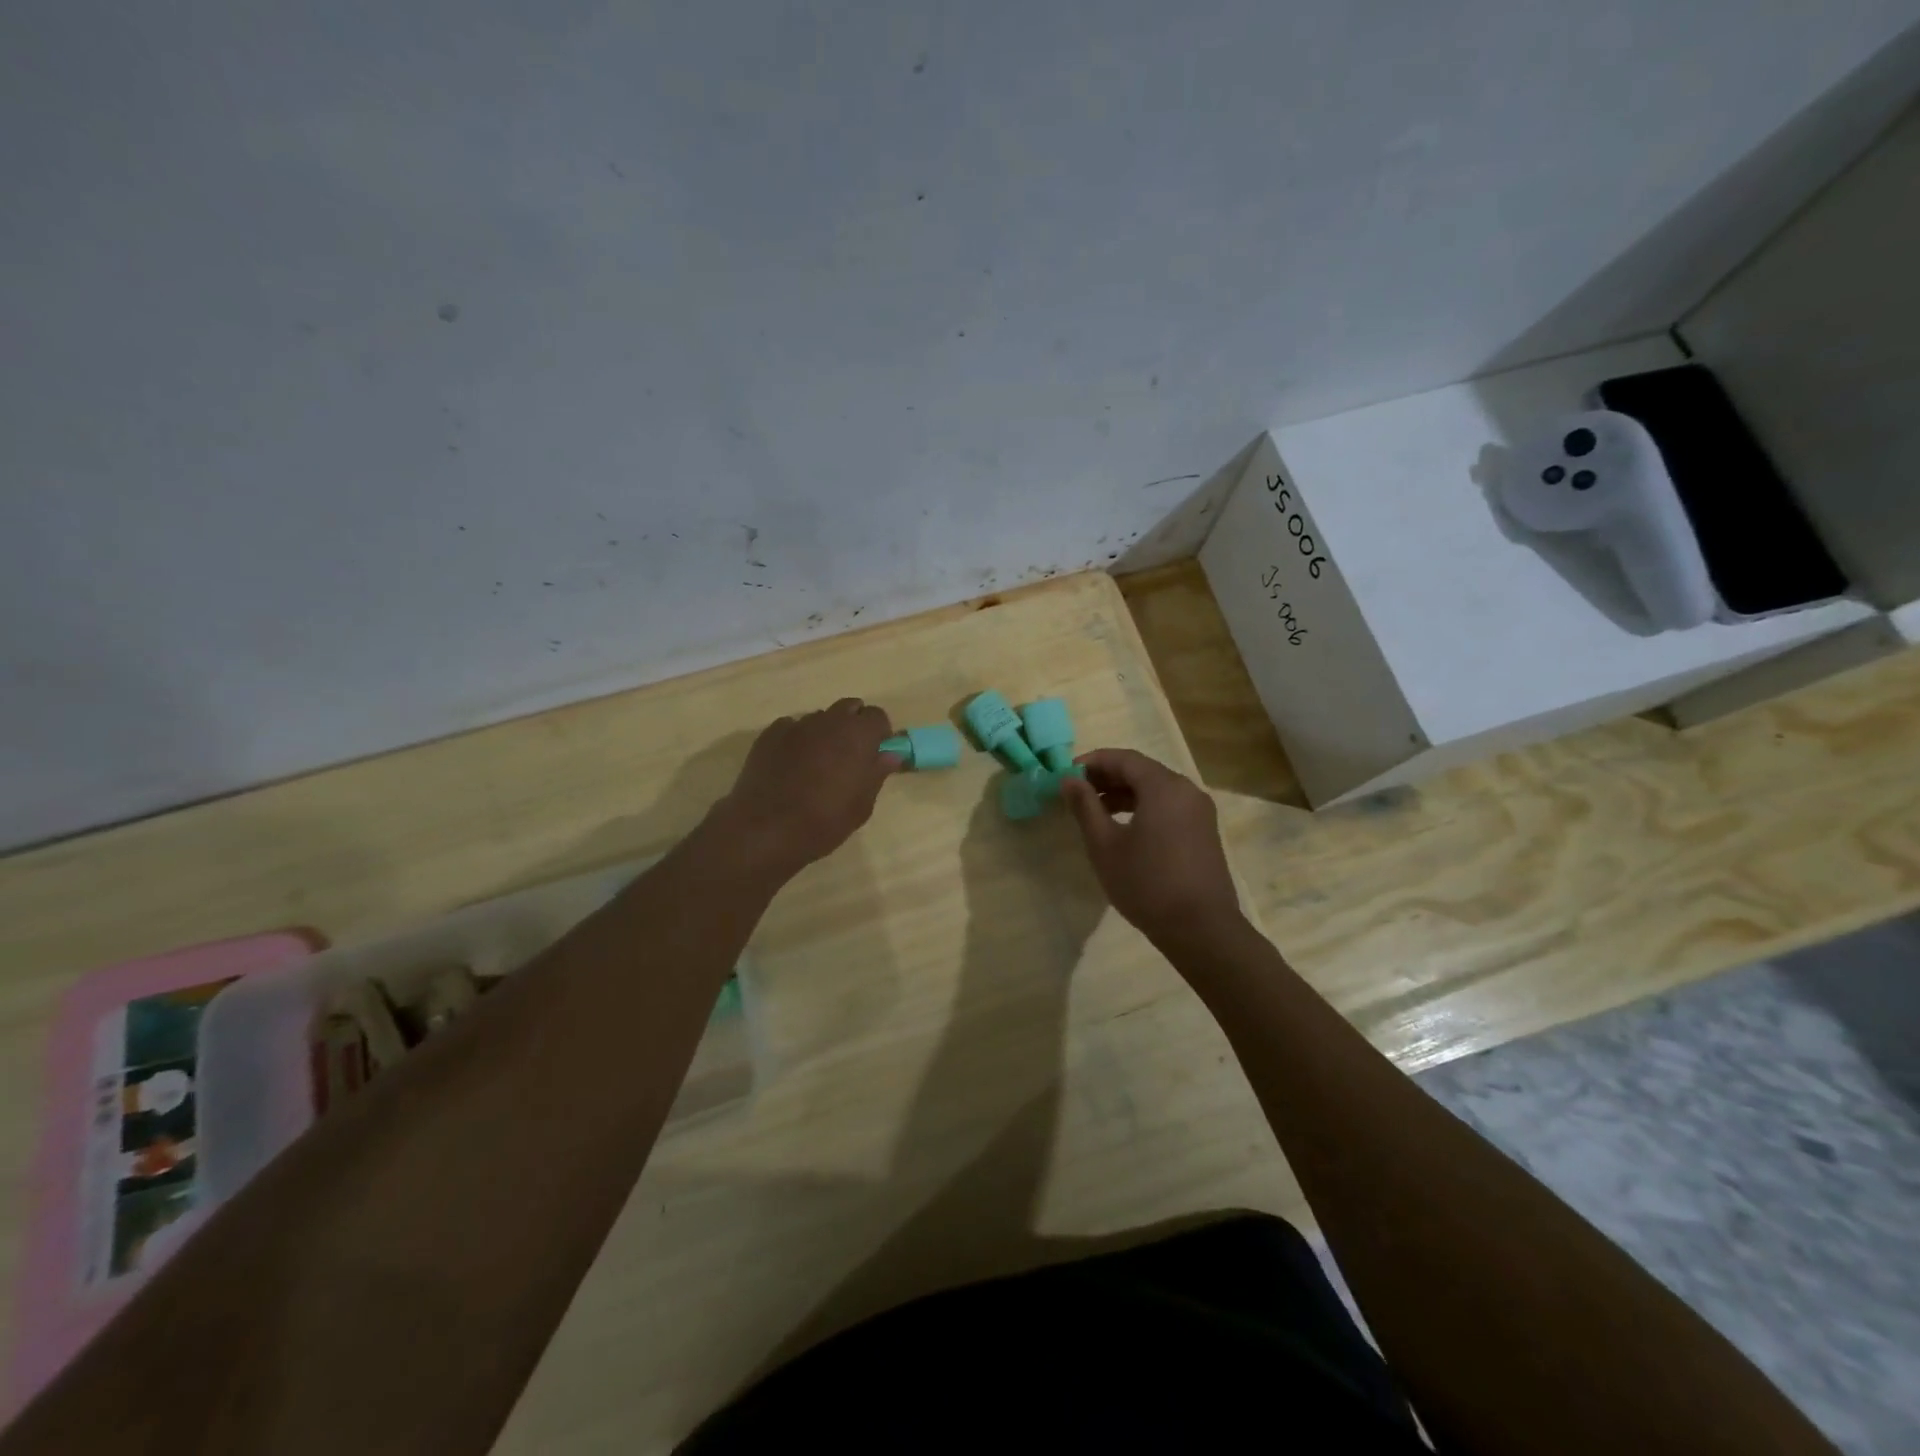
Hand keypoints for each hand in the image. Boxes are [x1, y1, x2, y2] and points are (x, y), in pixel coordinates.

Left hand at [710, 699, 901, 879]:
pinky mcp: (769, 734)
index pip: (878, 716)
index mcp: (858, 735)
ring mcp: (796, 725)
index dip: (879, 734)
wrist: (766, 829)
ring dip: (825, 732)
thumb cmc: (824, 821)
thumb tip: (889, 755)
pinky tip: (791, 764)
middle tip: (850, 756)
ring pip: (820, 718)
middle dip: (853, 725)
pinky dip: (797, 739)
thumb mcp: (861, 805)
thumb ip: (877, 774)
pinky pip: (792, 727)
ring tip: (817, 763)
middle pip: (849, 708)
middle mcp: (829, 721)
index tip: (875, 754)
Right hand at [1060, 749, 1242, 946]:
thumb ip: (1085, 807)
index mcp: (1164, 787)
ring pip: (1157, 790)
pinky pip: (1169, 807)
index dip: (1093, 762)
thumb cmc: (1146, 883)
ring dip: (1125, 794)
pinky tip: (1125, 829)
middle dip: (1108, 778)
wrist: (1201, 929)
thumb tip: (1069, 780)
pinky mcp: (1205, 832)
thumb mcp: (1105, 845)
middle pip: (1142, 771)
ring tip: (1096, 812)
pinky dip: (1144, 808)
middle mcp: (1187, 790)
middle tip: (1078, 793)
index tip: (1067, 775)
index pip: (1124, 759)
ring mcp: (1200, 812)